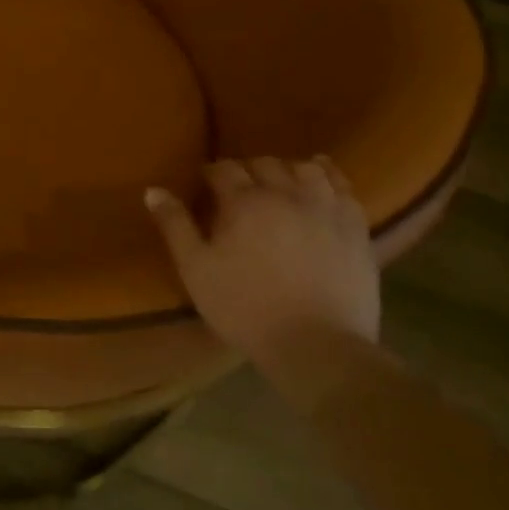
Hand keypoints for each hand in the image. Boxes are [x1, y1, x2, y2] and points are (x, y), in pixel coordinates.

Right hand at [145, 157, 379, 404]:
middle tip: (239, 186)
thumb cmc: (246, 308)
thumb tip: (153, 190)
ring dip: (288, 169)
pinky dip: (330, 177)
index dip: (211, 172)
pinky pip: (344, 189)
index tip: (205, 183)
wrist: (317, 345)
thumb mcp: (196, 270)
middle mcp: (285, 194)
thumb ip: (175, 226)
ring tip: (281, 182)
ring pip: (306, 170)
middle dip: (248, 169)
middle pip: (264, 164)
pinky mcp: (355, 229)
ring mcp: (324, 209)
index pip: (224, 169)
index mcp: (243, 202)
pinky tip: (323, 180)